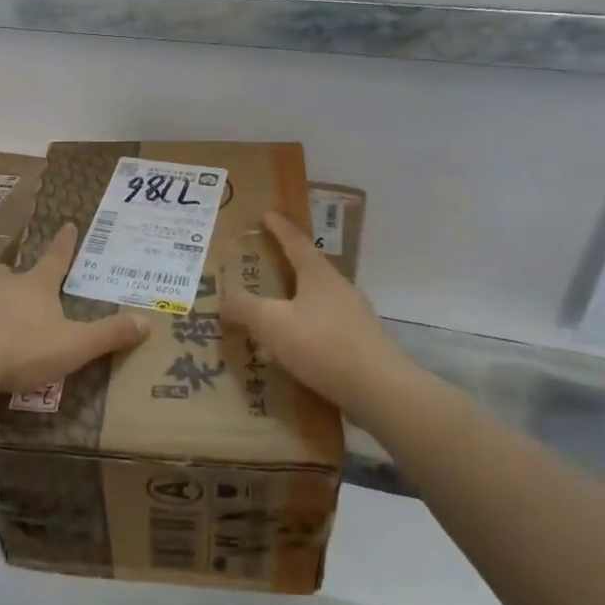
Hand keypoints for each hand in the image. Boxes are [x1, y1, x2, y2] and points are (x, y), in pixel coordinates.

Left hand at [0, 224, 150, 395]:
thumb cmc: (23, 348)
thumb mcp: (74, 345)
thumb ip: (108, 334)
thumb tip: (147, 321)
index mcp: (36, 285)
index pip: (55, 258)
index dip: (64, 243)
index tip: (68, 223)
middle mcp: (4, 285)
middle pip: (14, 273)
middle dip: (22, 276)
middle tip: (25, 279)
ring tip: (3, 315)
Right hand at [220, 211, 411, 414]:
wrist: (379, 389)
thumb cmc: (322, 345)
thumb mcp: (272, 324)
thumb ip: (245, 308)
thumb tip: (225, 300)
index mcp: (318, 274)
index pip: (295, 242)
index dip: (278, 228)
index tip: (266, 215)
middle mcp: (339, 288)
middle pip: (308, 269)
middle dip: (285, 265)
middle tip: (262, 265)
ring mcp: (353, 315)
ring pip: (316, 300)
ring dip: (294, 301)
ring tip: (271, 311)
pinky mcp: (360, 342)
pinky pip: (324, 326)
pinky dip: (305, 328)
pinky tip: (292, 347)